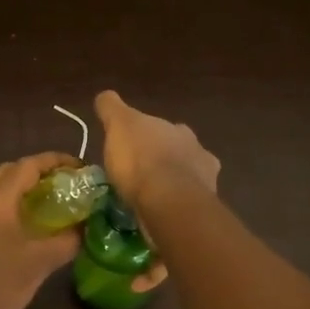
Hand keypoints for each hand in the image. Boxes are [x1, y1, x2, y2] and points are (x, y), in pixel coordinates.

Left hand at [0, 151, 82, 308]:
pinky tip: (22, 224)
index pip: (29, 165)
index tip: (79, 167)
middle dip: (38, 173)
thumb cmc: (1, 285)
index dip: (56, 161)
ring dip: (20, 188)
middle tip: (64, 185)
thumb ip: (68, 239)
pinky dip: (6, 204)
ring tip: (46, 203)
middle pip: (10, 172)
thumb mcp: (42, 262)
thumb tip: (84, 227)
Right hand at [93, 91, 219, 203]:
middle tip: (141, 172)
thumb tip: (105, 96)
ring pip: (186, 178)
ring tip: (151, 197)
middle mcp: (196, 150)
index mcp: (177, 129)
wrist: (168, 201)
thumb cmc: (141, 159)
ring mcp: (204, 180)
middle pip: (178, 151)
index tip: (131, 147)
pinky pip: (186, 203)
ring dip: (172, 184)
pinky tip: (160, 212)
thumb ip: (112, 108)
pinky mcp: (202, 207)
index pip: (161, 127)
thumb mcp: (119, 125)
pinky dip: (175, 206)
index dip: (146, 136)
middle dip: (163, 158)